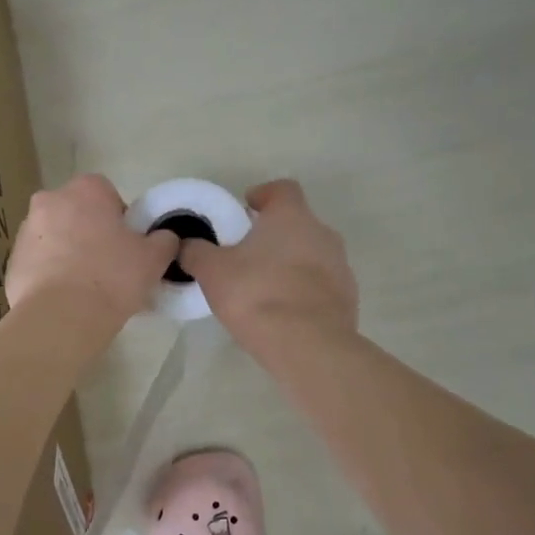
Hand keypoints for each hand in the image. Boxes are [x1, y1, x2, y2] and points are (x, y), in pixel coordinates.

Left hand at [6, 174, 178, 328]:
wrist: (60, 318)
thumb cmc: (111, 278)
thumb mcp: (153, 258)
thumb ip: (164, 240)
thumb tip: (164, 238)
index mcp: (85, 190)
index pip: (108, 194)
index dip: (120, 220)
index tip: (128, 247)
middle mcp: (49, 200)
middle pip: (77, 214)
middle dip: (91, 233)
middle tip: (109, 267)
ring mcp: (25, 231)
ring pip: (55, 237)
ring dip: (68, 253)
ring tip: (86, 288)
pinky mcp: (11, 261)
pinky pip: (38, 263)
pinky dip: (50, 274)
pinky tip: (65, 299)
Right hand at [179, 180, 356, 346]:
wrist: (308, 345)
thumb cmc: (256, 295)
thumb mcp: (212, 272)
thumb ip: (196, 252)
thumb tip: (186, 244)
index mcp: (291, 217)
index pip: (282, 189)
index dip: (263, 195)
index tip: (246, 209)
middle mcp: (322, 233)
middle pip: (298, 223)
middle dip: (274, 233)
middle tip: (247, 253)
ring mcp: (340, 266)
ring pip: (312, 254)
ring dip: (290, 263)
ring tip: (264, 286)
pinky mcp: (347, 298)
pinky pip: (322, 285)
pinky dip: (304, 290)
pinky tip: (284, 311)